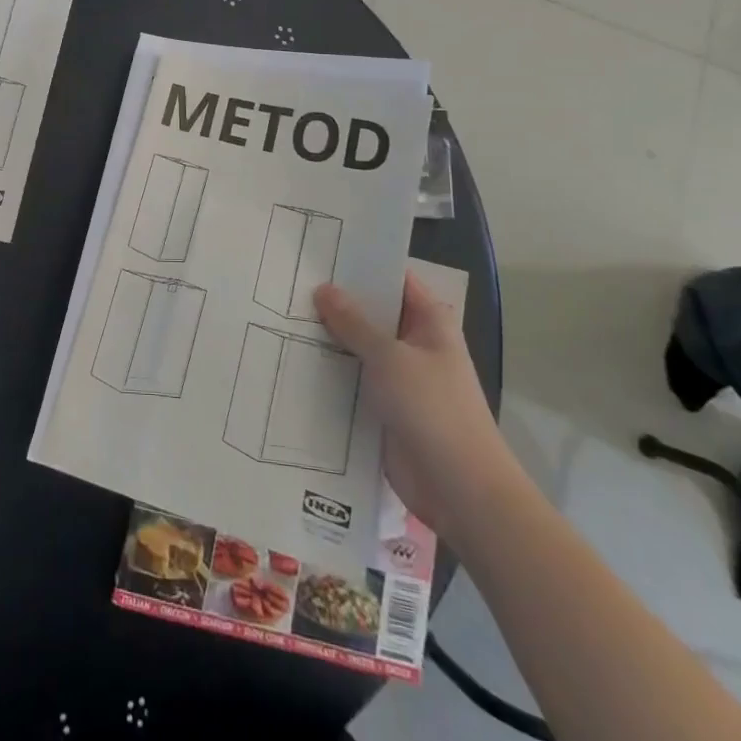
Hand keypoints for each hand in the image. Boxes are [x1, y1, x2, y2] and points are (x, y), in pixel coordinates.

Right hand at [315, 269, 516, 536]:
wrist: (460, 489)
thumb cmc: (433, 409)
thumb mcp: (389, 357)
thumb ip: (354, 323)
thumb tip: (323, 289)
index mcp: (430, 321)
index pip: (394, 279)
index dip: (361, 264)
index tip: (320, 251)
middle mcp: (415, 343)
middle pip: (372, 313)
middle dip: (336, 302)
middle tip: (289, 281)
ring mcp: (400, 377)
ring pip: (358, 348)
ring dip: (329, 339)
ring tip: (281, 314)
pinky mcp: (384, 408)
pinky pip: (353, 380)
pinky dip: (330, 372)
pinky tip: (293, 359)